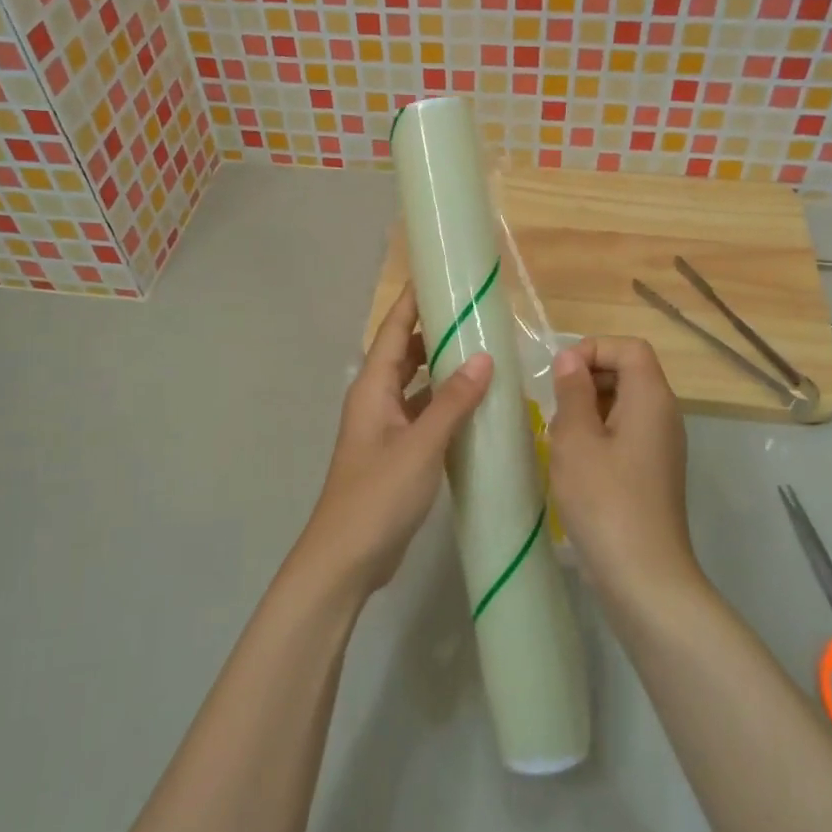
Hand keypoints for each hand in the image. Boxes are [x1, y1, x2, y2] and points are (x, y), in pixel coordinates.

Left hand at [297, 285, 492, 599]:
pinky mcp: (396, 453)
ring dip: (442, 370)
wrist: (346, 558)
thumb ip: (452, 402)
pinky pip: (422, 415)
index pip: (395, 331)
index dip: (413, 301)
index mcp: (373, 388)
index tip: (438, 273)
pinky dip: (445, 405)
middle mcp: (376, 400)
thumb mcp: (420, 445)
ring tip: (482, 353)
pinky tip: (474, 406)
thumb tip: (485, 357)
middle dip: (435, 332)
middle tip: (475, 314)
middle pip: (405, 353)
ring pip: (416, 385)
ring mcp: (385, 428)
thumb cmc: (378, 495)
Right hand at [547, 337, 694, 608]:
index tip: (560, 375)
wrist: (643, 576)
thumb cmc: (605, 499)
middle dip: (586, 379)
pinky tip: (574, 463)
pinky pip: (625, 434)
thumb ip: (572, 391)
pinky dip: (597, 435)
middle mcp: (663, 415)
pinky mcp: (652, 472)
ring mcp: (661, 446)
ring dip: (587, 410)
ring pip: (623, 405)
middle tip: (554, 407)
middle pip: (628, 372)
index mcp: (651, 398)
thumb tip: (570, 358)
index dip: (593, 349)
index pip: (629, 347)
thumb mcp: (576, 438)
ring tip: (559, 437)